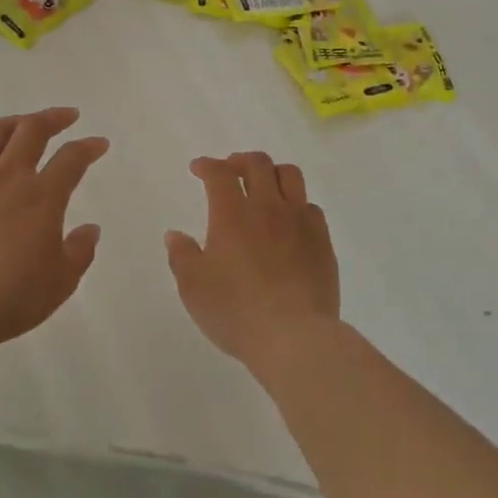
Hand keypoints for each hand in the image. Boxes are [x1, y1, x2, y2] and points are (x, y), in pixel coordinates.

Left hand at [0, 108, 108, 348]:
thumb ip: (80, 251)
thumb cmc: (12, 297)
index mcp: (43, 196)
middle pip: (32, 129)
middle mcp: (9, 177)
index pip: (72, 158)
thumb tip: (90, 229)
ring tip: (23, 124)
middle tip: (67, 116)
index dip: (89, 147)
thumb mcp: (61, 281)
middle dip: (53, 117)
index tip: (99, 144)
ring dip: (14, 122)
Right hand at [164, 151, 340, 376]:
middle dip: (240, 160)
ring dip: (272, 173)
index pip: (219, 173)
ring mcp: (300, 221)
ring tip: (263, 185)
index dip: (207, 165)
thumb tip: (175, 235)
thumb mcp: (194, 288)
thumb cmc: (236, 311)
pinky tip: (289, 220)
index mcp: (232, 214)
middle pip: (258, 164)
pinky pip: (310, 206)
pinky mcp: (322, 240)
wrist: (294, 336)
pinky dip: (295, 203)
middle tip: (230, 170)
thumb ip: (182, 256)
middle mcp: (268, 207)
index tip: (198, 169)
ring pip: (289, 175)